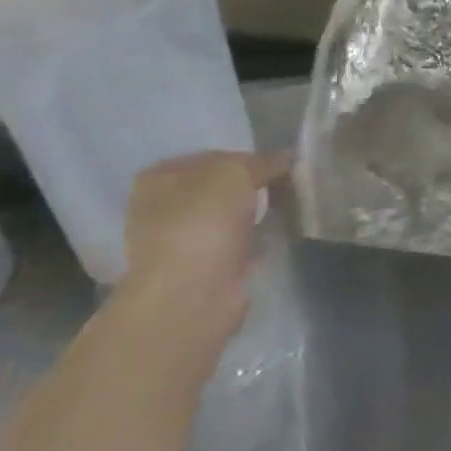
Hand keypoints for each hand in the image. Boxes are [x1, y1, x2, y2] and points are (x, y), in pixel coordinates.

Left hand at [117, 151, 291, 351]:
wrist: (192, 293)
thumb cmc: (202, 221)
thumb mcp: (236, 172)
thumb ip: (262, 161)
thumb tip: (286, 158)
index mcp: (159, 178)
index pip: (212, 156)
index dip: (247, 157)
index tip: (279, 163)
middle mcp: (163, 208)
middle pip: (220, 187)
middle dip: (253, 185)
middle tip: (289, 182)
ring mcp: (182, 242)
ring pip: (230, 216)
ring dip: (256, 212)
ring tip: (291, 203)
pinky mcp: (204, 269)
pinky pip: (238, 243)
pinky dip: (258, 238)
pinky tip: (281, 231)